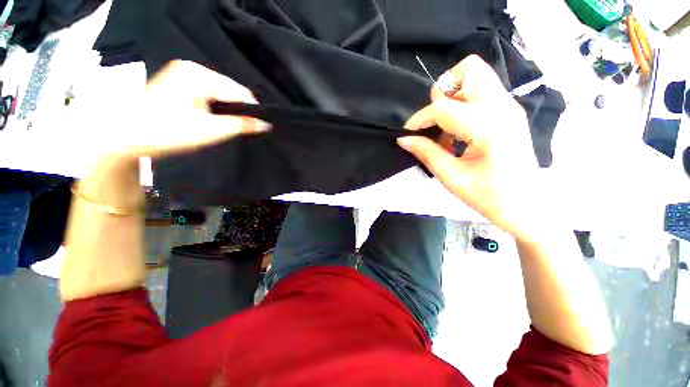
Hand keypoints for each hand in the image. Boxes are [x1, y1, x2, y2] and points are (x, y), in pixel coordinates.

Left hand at [109, 60, 268, 161]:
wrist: (127, 136)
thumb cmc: (168, 131)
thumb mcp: (211, 130)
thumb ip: (242, 125)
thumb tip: (266, 124)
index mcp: (198, 74)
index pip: (238, 91)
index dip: (251, 110)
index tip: (259, 127)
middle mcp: (191, 69)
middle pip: (229, 91)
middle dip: (238, 110)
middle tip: (243, 129)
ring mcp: (183, 75)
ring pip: (219, 93)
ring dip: (227, 110)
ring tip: (229, 126)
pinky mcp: (179, 84)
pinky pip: (208, 94)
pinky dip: (216, 107)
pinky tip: (214, 119)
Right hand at [398, 55, 548, 241]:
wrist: (527, 206)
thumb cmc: (490, 196)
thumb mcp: (451, 177)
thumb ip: (426, 153)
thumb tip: (403, 139)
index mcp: (488, 126)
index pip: (443, 107)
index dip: (419, 119)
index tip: (407, 133)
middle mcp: (502, 107)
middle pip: (469, 70)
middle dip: (443, 92)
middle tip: (433, 121)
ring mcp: (508, 107)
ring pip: (476, 78)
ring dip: (452, 98)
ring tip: (444, 130)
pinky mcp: (508, 113)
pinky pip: (480, 94)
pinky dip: (462, 107)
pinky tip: (456, 135)